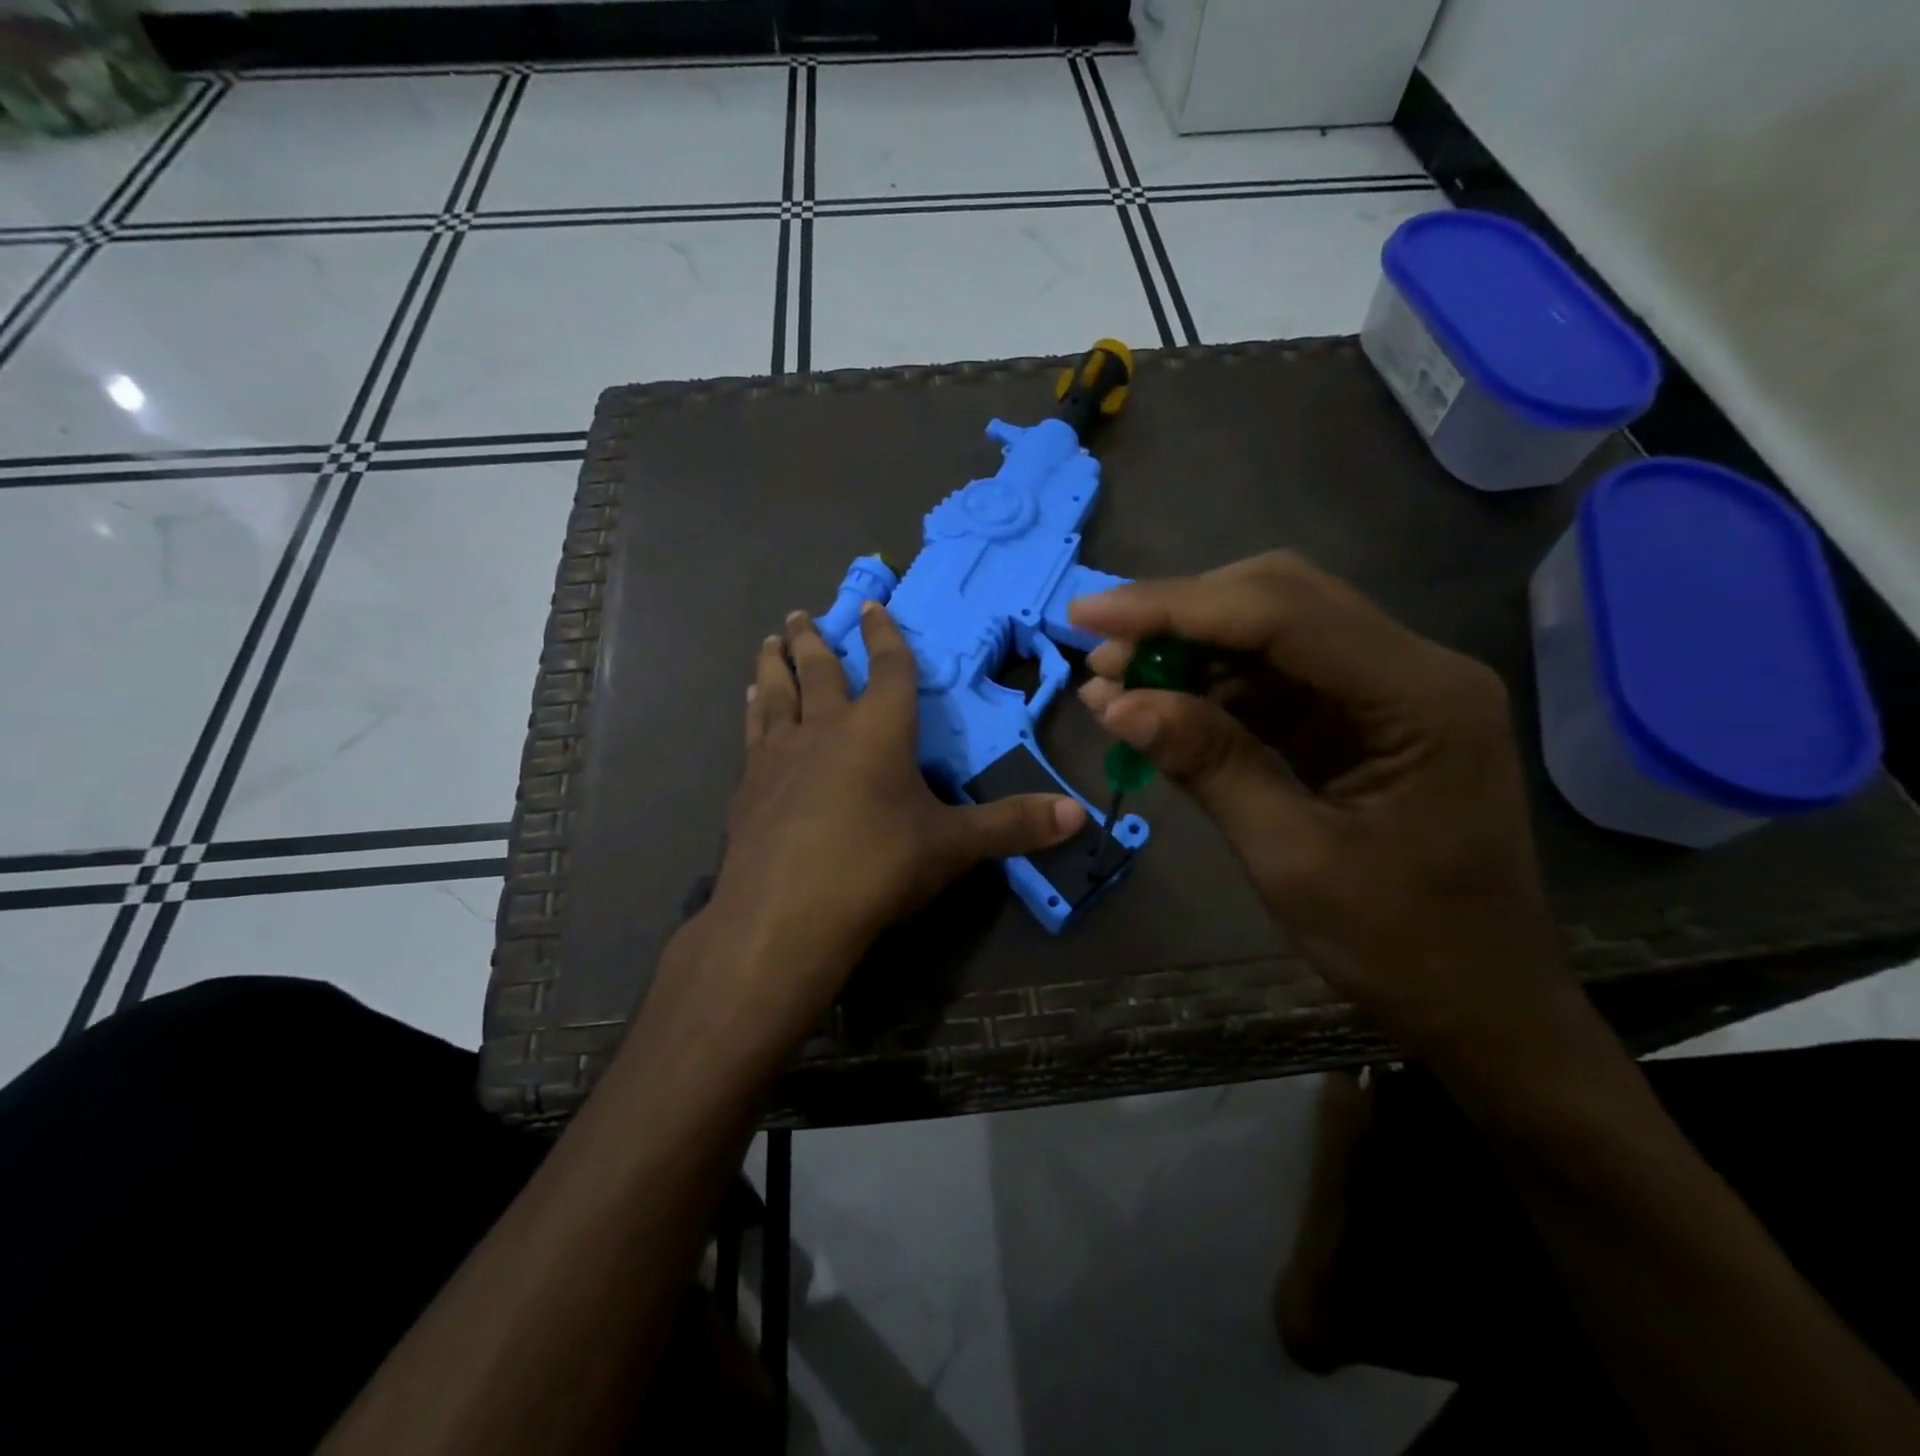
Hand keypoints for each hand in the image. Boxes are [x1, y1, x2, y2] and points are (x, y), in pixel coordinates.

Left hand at [695, 603, 1084, 1032]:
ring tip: (771, 641)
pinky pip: (753, 731)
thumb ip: (1013, 826)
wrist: (786, 915)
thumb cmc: (877, 867)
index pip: (888, 668)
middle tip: (805, 613)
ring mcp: (780, 755)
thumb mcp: (953, 847)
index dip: (884, 635)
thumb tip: (1079, 815)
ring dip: (776, 663)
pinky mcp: (748, 786)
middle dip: (816, 639)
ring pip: (777, 692)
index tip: (872, 606)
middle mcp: (826, 728)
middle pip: (820, 669)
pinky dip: (754, 708)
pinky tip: (751, 704)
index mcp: (879, 730)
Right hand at [1069, 552, 1572, 1072]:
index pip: (1284, 613)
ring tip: (1112, 682)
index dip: (1175, 606)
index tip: (1088, 615)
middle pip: (1279, 599)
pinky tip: (1156, 705)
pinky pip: (1274, 677)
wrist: (1479, 1001)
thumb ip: (1209, 766)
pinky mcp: (1360, 715)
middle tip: (1098, 650)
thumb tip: (1114, 703)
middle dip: (1179, 616)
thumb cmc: (1402, 945)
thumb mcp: (1291, 858)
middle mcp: (1414, 669)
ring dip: (1187, 648)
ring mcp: (1388, 688)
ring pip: (1270, 630)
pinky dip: (1209, 686)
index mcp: (1422, 698)